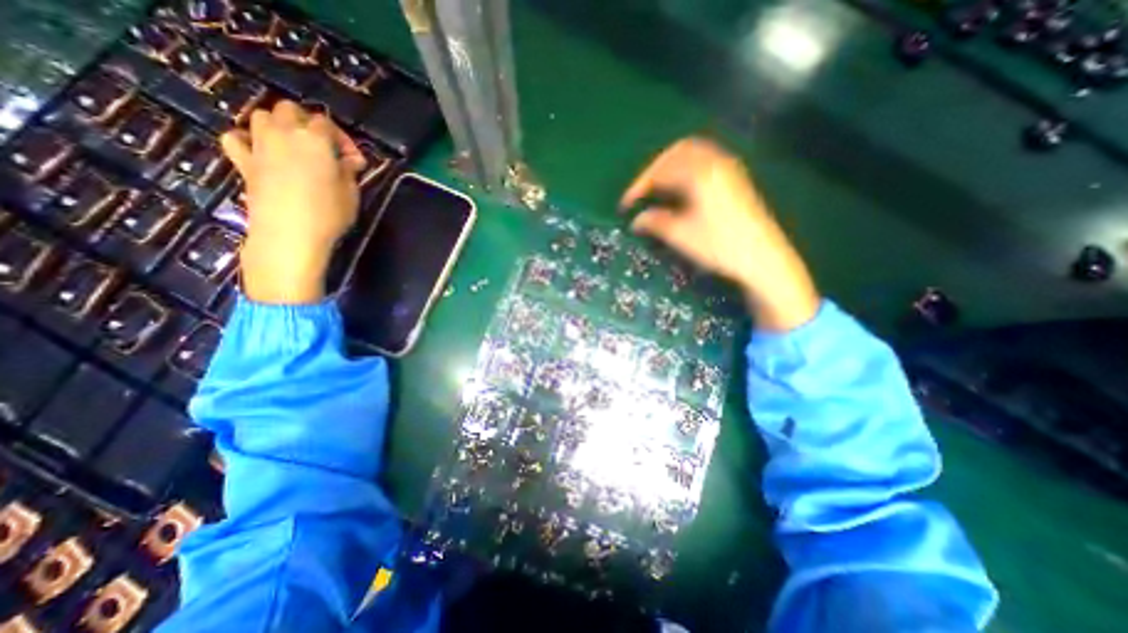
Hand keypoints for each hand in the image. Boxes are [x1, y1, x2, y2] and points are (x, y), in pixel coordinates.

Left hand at [226, 99, 369, 304]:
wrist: (290, 235)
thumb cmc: (329, 214)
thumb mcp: (351, 194)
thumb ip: (349, 171)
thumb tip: (350, 160)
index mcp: (315, 140)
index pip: (328, 123)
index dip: (344, 140)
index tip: (355, 162)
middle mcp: (284, 133)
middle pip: (290, 110)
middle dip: (308, 123)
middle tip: (324, 148)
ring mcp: (259, 146)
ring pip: (261, 116)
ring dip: (279, 126)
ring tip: (294, 147)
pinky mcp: (243, 162)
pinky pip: (236, 138)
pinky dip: (247, 139)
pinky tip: (261, 152)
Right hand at [626, 133, 820, 327]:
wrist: (762, 258)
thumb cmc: (719, 246)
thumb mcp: (681, 236)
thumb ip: (655, 223)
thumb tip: (636, 221)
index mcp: (700, 174)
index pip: (661, 170)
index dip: (639, 186)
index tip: (626, 204)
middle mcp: (715, 163)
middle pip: (677, 152)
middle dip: (655, 169)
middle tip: (642, 190)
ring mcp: (728, 170)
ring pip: (693, 155)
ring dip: (671, 168)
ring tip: (659, 190)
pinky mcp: (735, 180)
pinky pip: (705, 163)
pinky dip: (687, 172)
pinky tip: (681, 192)